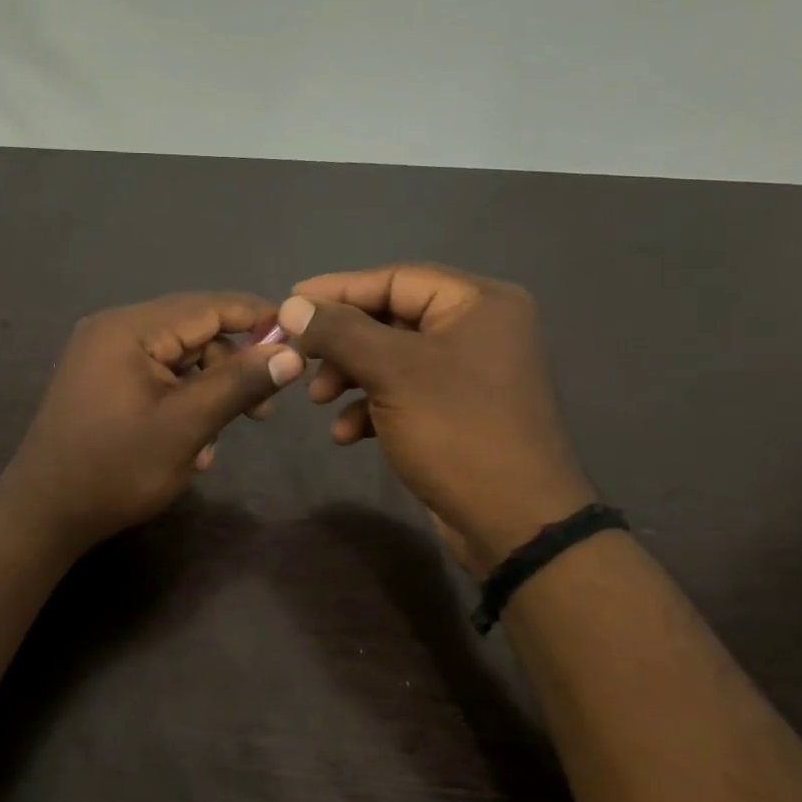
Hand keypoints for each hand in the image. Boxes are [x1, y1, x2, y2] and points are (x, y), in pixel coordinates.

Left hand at [0, 293, 305, 553]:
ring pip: (177, 358)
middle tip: (263, 411)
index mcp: (129, 328)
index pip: (208, 306)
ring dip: (207, 391)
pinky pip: (155, 377)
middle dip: (232, 366)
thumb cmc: (116, 468)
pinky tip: (189, 444)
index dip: (258, 319)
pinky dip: (180, 402)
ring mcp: (102, 356)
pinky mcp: (100, 381)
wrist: (44, 514)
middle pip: (193, 331)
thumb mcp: (187, 426)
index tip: (300, 340)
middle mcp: (113, 329)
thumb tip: (291, 352)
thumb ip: (239, 383)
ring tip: (216, 440)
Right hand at [278, 264, 595, 575]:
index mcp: (478, 304)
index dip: (338, 289)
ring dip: (350, 377)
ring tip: (317, 400)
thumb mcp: (392, 372)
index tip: (288, 303)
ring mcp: (468, 374)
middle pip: (391, 319)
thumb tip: (291, 305)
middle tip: (300, 359)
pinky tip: (346, 435)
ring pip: (391, 360)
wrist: (513, 522)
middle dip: (341, 343)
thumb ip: (339, 331)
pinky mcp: (457, 413)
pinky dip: (371, 409)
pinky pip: (404, 395)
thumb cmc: (456, 431)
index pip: (395, 279)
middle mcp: (478, 330)